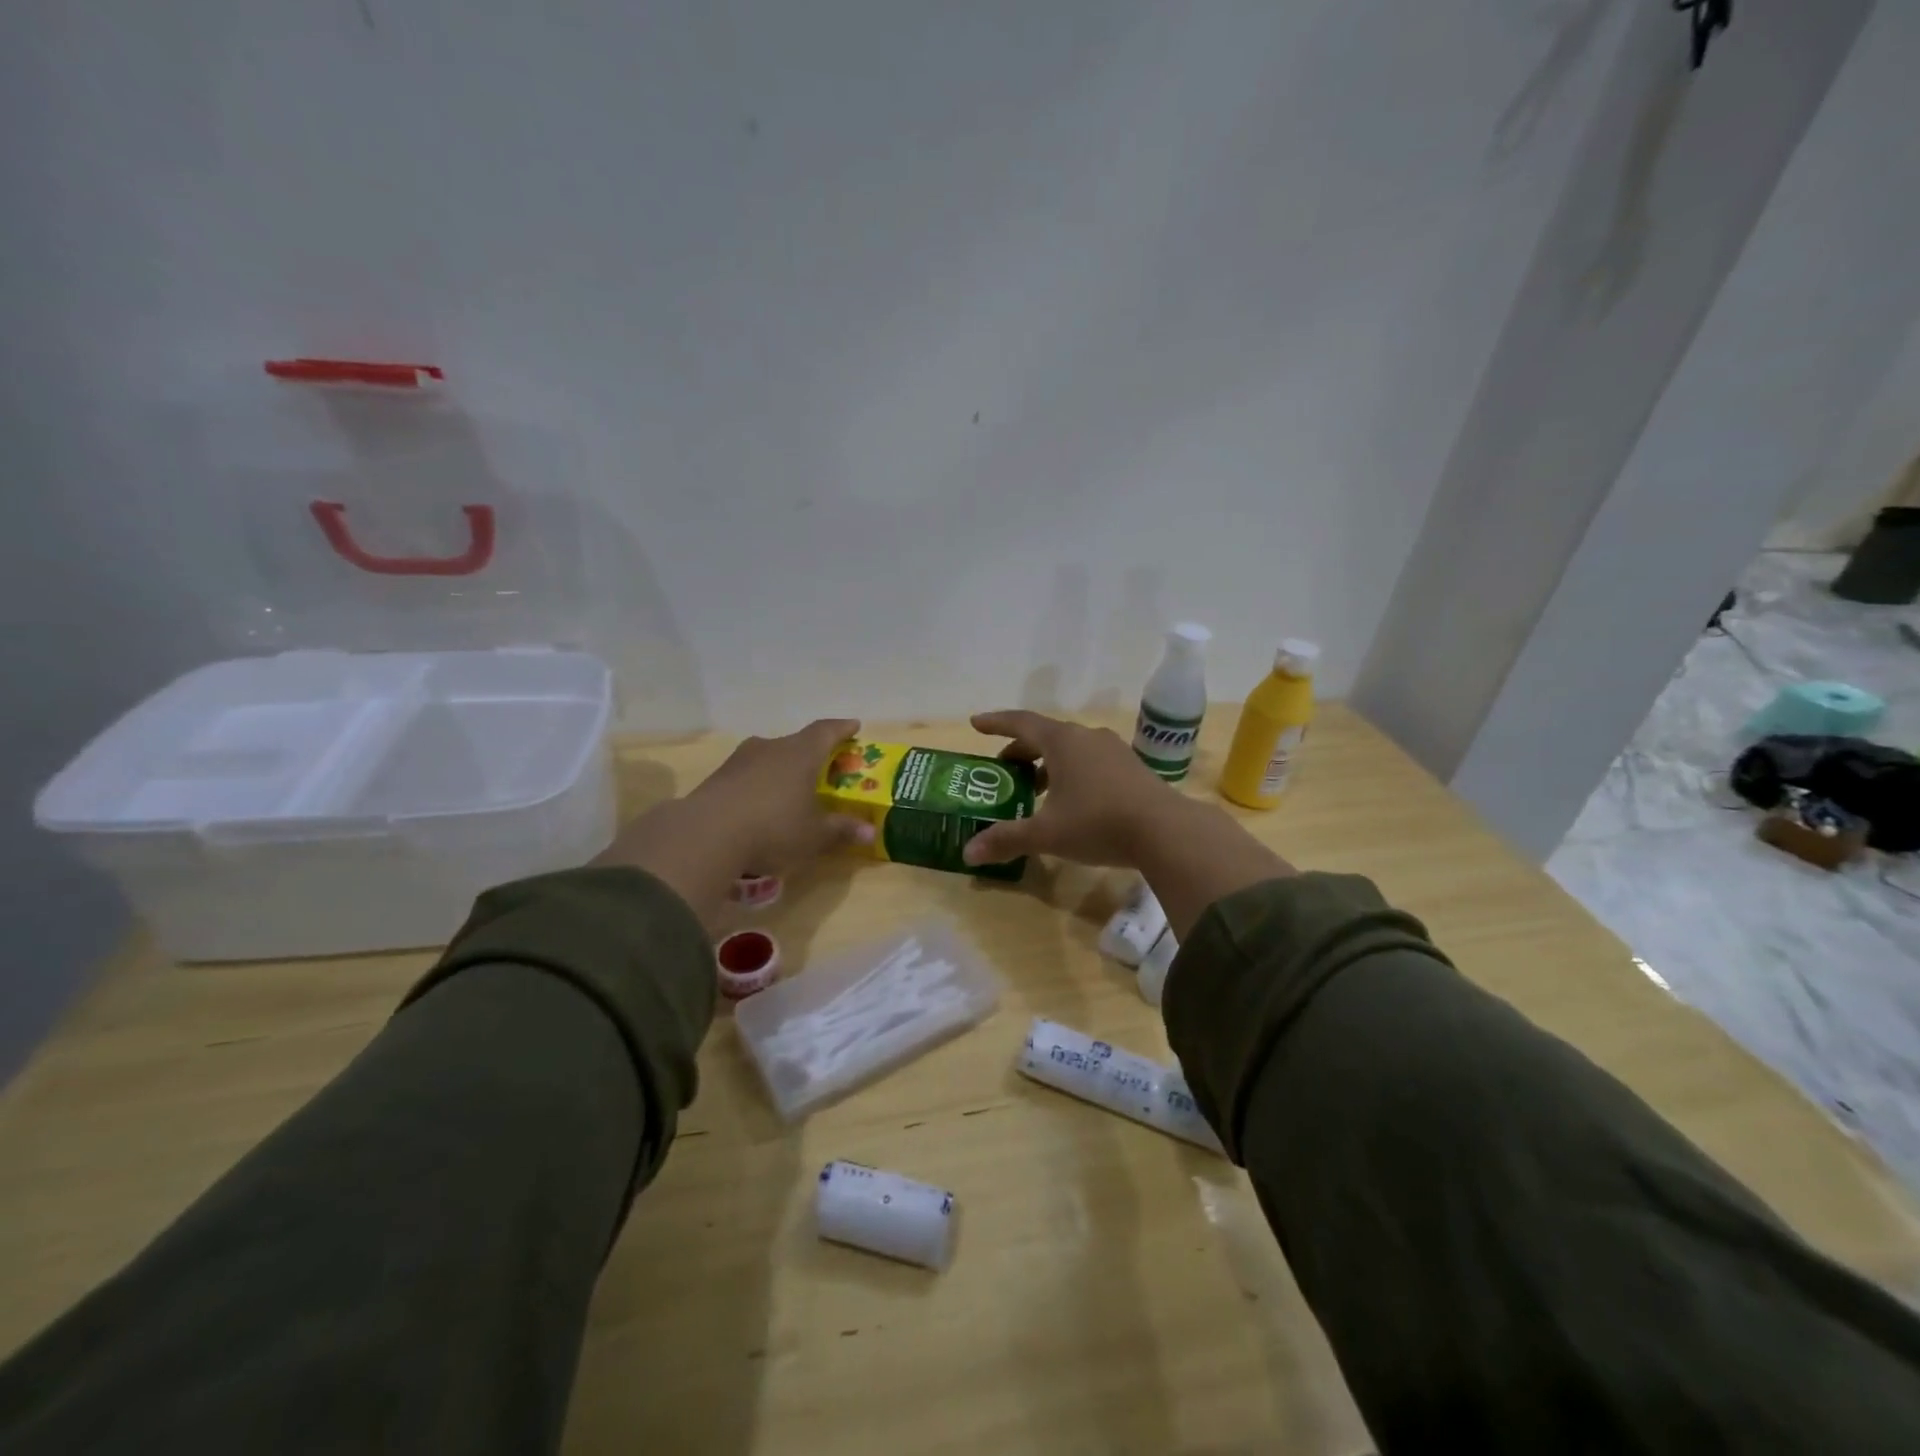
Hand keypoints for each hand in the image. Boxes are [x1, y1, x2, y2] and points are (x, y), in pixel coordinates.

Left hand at [679, 718, 874, 872]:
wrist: (705, 835)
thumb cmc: (773, 828)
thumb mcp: (814, 835)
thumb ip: (841, 830)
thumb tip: (870, 831)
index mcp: (801, 754)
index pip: (826, 731)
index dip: (842, 728)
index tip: (854, 726)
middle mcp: (771, 748)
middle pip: (796, 743)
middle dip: (811, 752)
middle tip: (823, 765)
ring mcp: (740, 761)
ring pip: (769, 757)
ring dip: (782, 768)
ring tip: (791, 786)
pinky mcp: (717, 778)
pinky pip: (747, 775)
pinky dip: (759, 784)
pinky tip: (761, 803)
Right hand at [962, 709, 1180, 868]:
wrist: (1166, 831)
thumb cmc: (1097, 822)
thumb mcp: (1046, 834)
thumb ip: (1007, 839)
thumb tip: (968, 853)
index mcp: (1062, 741)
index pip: (1020, 722)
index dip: (996, 723)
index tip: (976, 723)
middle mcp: (1087, 737)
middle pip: (1045, 735)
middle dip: (1020, 750)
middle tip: (1003, 770)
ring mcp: (1113, 750)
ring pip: (1070, 749)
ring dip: (1047, 764)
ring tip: (1034, 790)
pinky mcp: (1131, 768)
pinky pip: (1090, 761)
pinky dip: (1071, 773)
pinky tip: (1071, 801)